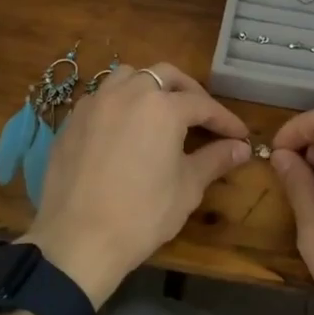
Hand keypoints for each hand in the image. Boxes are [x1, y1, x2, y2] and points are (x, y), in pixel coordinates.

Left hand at [22, 63, 249, 305]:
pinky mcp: (72, 120)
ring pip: (128, 76)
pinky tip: (124, 128)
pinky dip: (120, 103)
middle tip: (203, 117)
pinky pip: (101, 97)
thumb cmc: (142, 214)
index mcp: (162, 107)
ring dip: (150, 87)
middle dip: (189, 92)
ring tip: (160, 112)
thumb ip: (215, 159)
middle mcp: (128, 93)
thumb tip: (241, 148)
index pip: (203, 105)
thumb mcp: (187, 187)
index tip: (240, 135)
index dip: (225, 120)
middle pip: (166, 76)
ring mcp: (96, 103)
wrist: (78, 239)